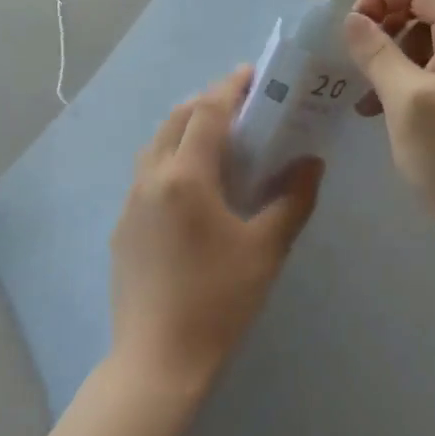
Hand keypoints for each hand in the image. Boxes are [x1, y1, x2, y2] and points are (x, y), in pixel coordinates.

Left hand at [110, 67, 323, 393]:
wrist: (156, 361)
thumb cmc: (218, 300)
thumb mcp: (266, 249)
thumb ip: (292, 199)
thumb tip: (311, 162)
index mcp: (185, 176)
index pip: (208, 112)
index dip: (231, 88)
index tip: (254, 74)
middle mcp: (151, 177)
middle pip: (177, 119)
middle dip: (209, 102)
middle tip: (243, 106)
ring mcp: (132, 201)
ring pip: (157, 143)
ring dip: (186, 127)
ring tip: (220, 139)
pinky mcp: (123, 225)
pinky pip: (148, 171)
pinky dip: (172, 156)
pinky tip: (194, 184)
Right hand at [343, 0, 434, 237]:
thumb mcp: (405, 100)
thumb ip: (376, 53)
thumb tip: (353, 20)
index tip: (355, 27)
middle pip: (425, 9)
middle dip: (385, 26)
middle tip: (356, 59)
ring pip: (424, 43)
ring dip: (390, 57)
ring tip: (364, 94)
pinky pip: (431, 72)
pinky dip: (403, 81)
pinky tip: (378, 111)